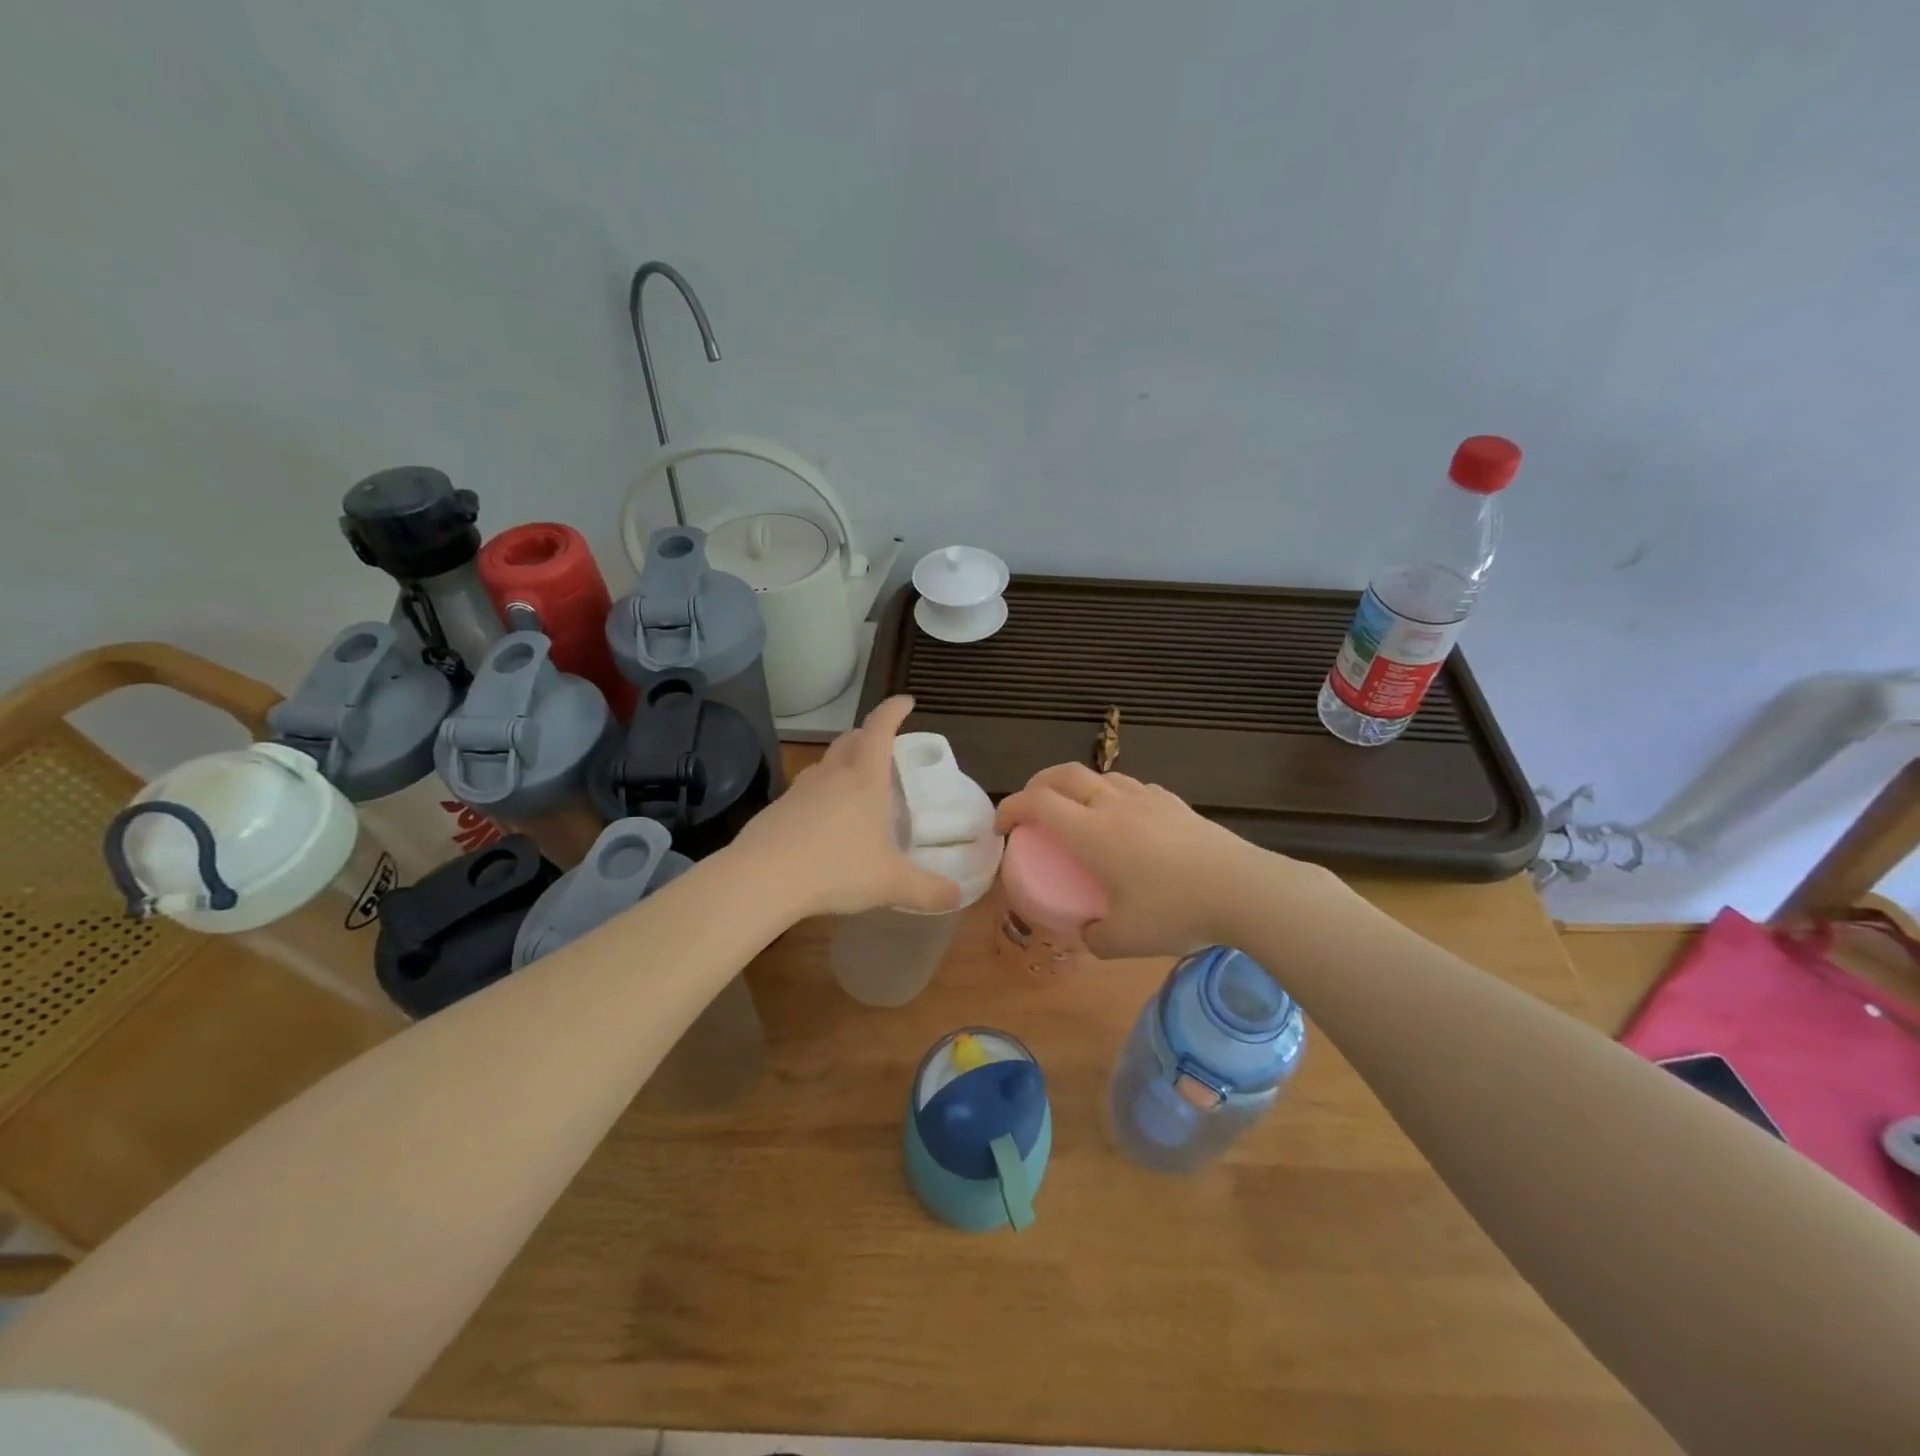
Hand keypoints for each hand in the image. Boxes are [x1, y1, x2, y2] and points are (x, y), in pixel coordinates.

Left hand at [730, 696, 961, 918]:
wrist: (763, 879)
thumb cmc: (836, 869)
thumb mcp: (890, 884)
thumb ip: (928, 891)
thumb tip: (957, 896)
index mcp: (865, 779)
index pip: (880, 728)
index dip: (894, 710)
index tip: (907, 701)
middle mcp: (832, 775)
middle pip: (850, 740)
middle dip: (868, 737)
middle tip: (884, 749)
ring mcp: (800, 790)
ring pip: (825, 765)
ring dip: (843, 765)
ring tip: (857, 789)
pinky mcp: (777, 810)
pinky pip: (805, 792)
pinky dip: (821, 796)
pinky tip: (825, 825)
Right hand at [993, 763, 1329, 957]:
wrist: (1244, 890)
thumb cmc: (1176, 912)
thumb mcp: (1124, 941)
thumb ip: (1095, 936)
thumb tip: (1086, 931)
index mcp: (1092, 832)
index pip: (1037, 803)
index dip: (1011, 808)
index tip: (1001, 827)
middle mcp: (1113, 805)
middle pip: (1063, 775)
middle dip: (1036, 785)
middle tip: (1030, 809)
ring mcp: (1147, 799)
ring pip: (1099, 777)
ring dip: (1076, 787)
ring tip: (1076, 812)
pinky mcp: (1175, 803)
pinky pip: (1132, 788)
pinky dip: (1112, 795)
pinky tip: (1124, 819)